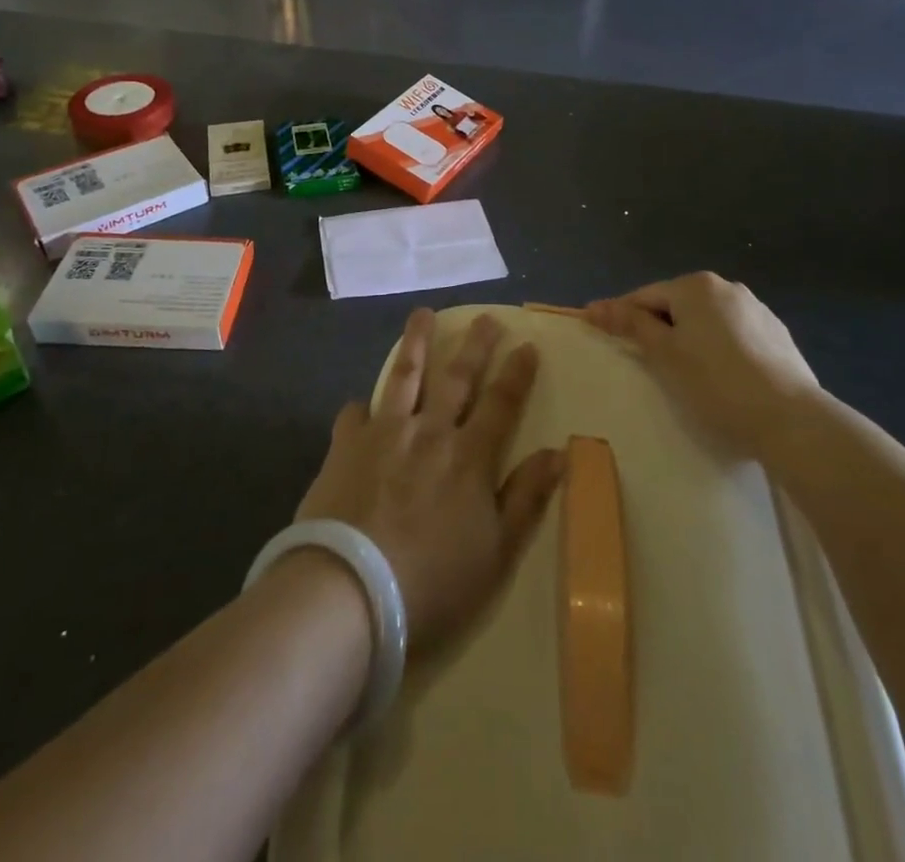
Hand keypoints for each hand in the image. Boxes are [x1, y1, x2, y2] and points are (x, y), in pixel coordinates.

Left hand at [297, 310, 564, 652]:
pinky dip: (361, 407)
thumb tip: (558, 453)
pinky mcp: (346, 445)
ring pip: (404, 376)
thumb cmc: (432, 581)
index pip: (501, 404)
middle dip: (475, 345)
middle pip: (456, 378)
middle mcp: (429, 432)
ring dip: (416, 343)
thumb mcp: (496, 552)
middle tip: (485, 318)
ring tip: (422, 314)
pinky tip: (361, 405)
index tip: (527, 345)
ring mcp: (384, 433)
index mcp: (469, 457)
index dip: (517, 374)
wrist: (350, 589)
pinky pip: (355, 414)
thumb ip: (526, 498)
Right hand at [583, 272, 819, 458]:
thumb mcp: (664, 355)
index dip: (619, 315)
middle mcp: (727, 287)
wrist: (791, 420)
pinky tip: (720, 378)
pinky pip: (733, 336)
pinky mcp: (777, 336)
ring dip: (688, 339)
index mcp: (696, 286)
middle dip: (657, 328)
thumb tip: (594, 306)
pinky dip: (718, 350)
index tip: (597, 331)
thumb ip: (631, 325)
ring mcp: (757, 310)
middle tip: (642, 361)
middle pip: (676, 305)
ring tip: (683, 373)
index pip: (644, 296)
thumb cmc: (715, 383)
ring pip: (706, 321)